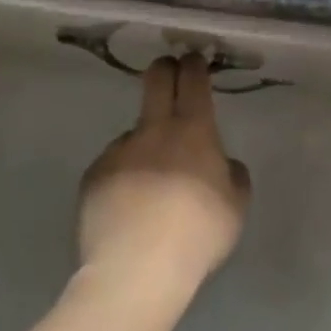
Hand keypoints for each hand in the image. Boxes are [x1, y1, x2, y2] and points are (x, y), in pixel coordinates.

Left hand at [76, 56, 251, 288]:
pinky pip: (113, 164)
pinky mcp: (93, 177)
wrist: (135, 272)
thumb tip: (221, 163)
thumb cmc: (198, 234)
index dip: (194, 64)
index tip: (195, 59)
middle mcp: (155, 129)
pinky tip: (127, 204)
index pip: (193, 79)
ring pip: (135, 131)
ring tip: (148, 182)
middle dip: (165, 69)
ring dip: (144, 143)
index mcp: (194, 130)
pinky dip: (122, 175)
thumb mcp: (237, 204)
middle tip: (170, 74)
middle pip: (156, 79)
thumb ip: (232, 173)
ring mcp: (119, 151)